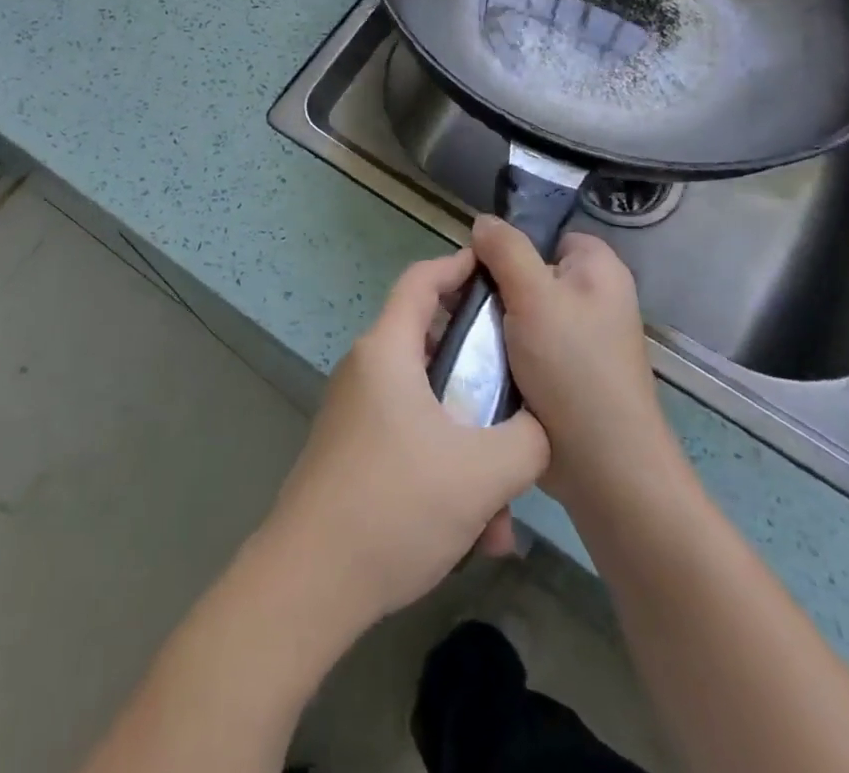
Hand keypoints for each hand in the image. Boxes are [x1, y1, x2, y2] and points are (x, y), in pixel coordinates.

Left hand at [262, 248, 550, 633]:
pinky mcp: (353, 453)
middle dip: (482, 376)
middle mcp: (367, 370)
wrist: (309, 582)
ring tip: (503, 508)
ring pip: (429, 407)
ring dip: (470, 445)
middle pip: (433, 346)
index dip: (459, 265)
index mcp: (387, 350)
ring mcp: (356, 413)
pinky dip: (446, 470)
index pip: (421, 280)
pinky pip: (411, 441)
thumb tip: (540, 428)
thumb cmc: (395, 504)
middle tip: (522, 398)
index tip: (498, 271)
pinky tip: (475, 534)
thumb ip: (528, 439)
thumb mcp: (483, 472)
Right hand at [474, 216, 680, 514]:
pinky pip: (520, 347)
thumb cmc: (574, 367)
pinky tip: (472, 362)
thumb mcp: (535, 296)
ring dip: (490, 325)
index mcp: (598, 270)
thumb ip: (506, 251)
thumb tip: (482, 221)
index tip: (479, 268)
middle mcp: (592, 299)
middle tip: (460, 305)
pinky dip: (498, 353)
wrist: (602, 466)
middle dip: (493, 289)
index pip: (548, 236)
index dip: (512, 247)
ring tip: (456, 335)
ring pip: (518, 314)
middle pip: (527, 274)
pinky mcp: (560, 375)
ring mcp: (576, 340)